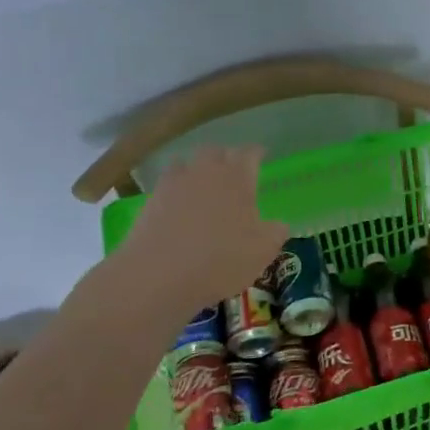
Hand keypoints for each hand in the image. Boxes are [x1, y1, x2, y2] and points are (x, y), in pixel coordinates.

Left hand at [110, 147, 287, 313]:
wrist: (157, 276)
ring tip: (204, 187)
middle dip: (226, 158)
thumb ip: (275, 232)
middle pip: (216, 152)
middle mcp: (206, 171)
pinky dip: (177, 190)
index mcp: (237, 177)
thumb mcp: (262, 251)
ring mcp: (175, 183)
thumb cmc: (220, 260)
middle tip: (233, 172)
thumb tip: (279, 224)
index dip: (257, 153)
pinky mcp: (151, 201)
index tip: (261, 156)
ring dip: (198, 170)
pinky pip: (168, 185)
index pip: (250, 153)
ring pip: (188, 164)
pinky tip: (180, 207)